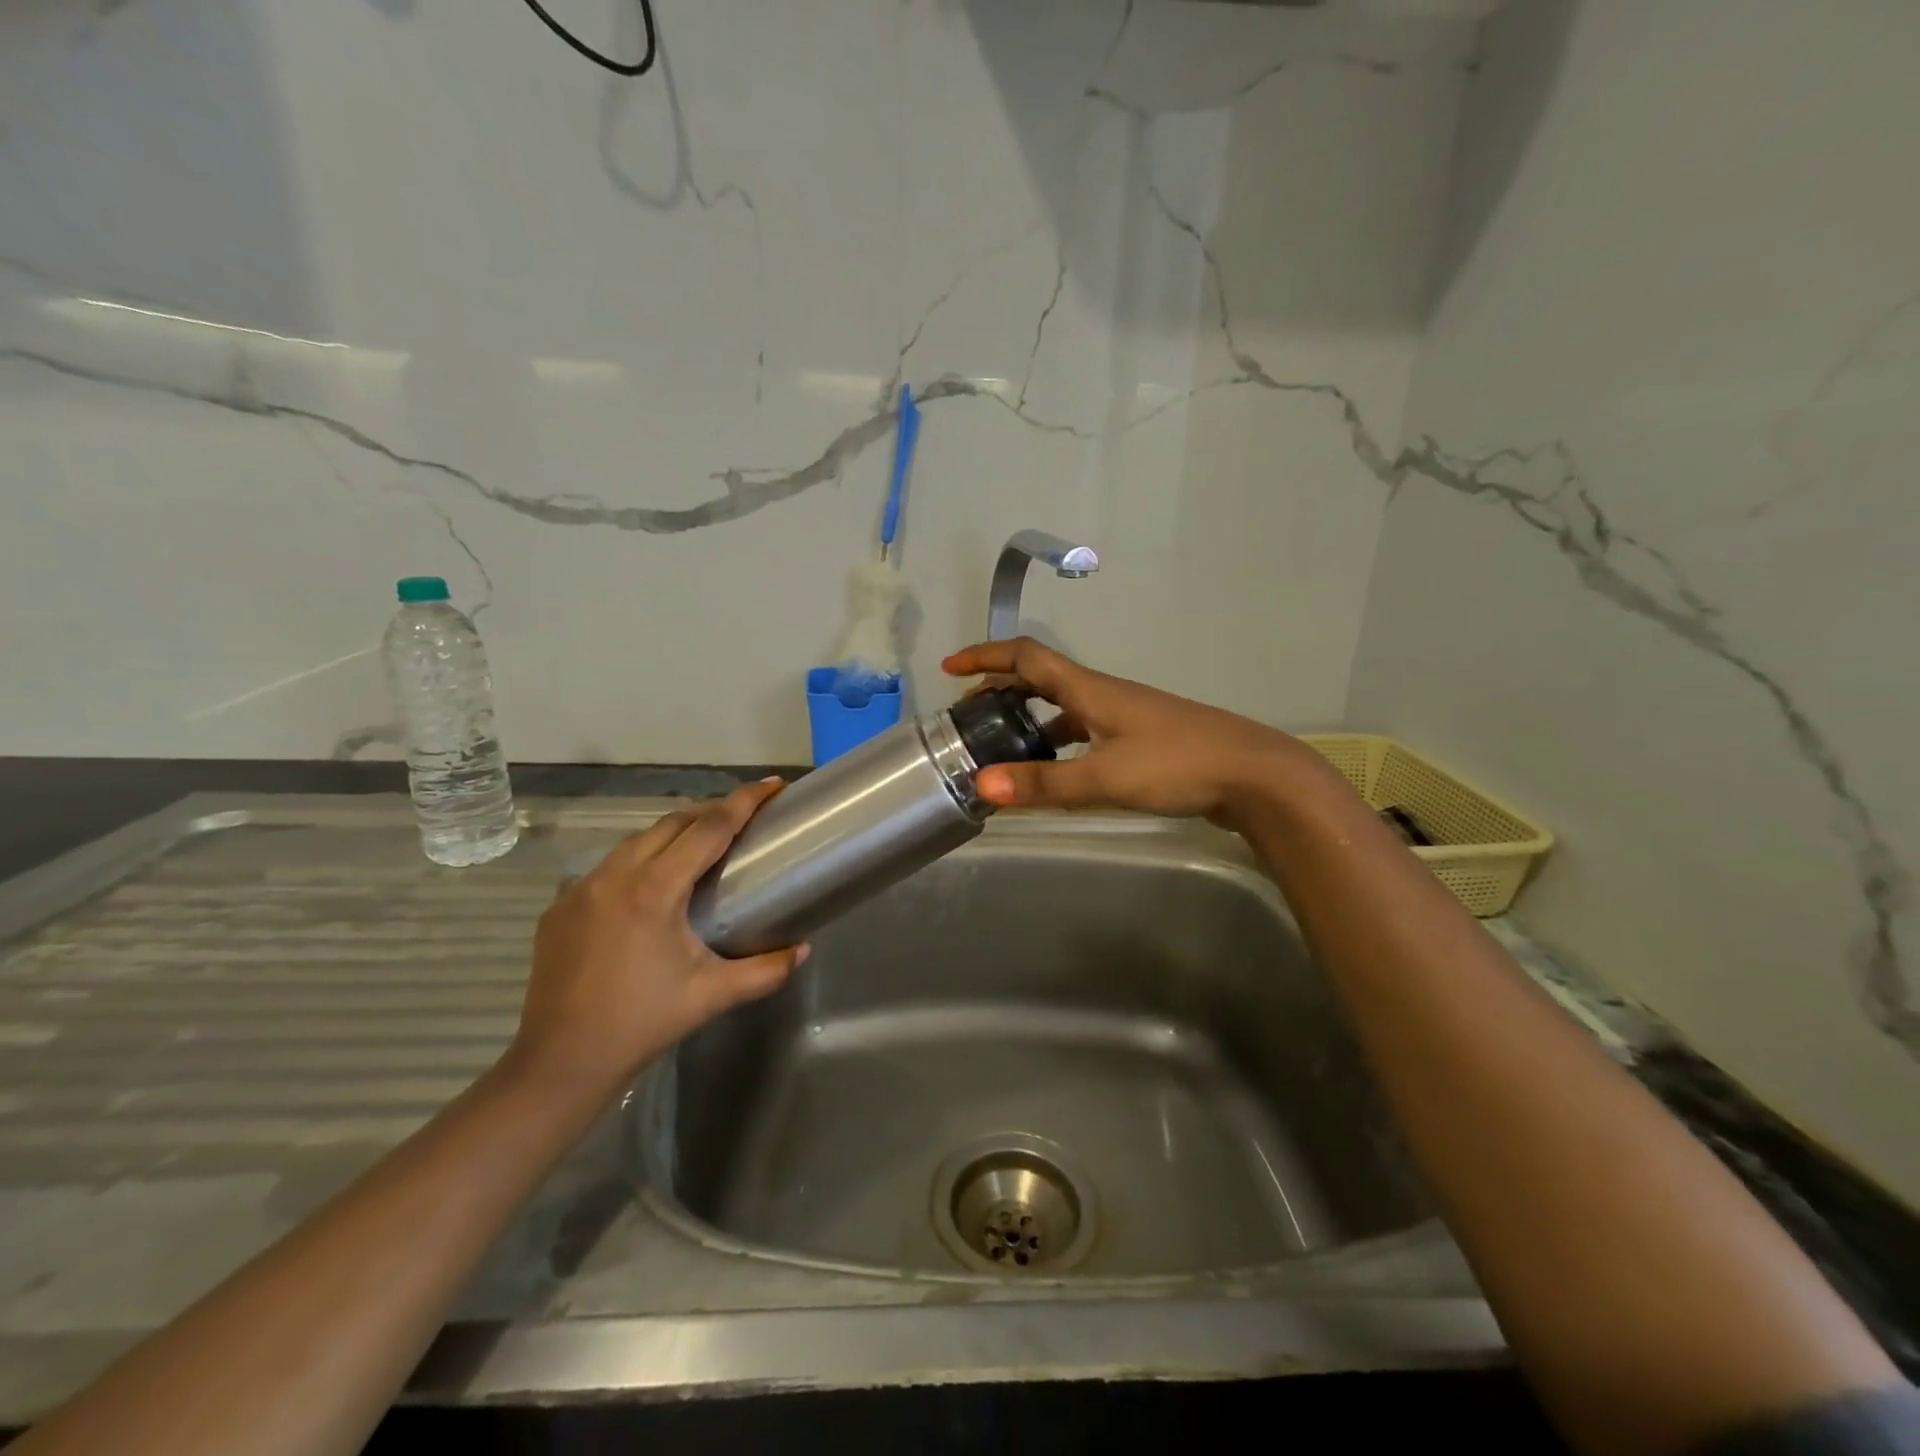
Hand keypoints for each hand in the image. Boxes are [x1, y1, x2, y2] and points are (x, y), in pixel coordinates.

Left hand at [505, 779, 806, 1102]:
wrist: (560, 1062)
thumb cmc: (642, 1023)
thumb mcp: (712, 995)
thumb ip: (766, 970)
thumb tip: (804, 950)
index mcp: (654, 889)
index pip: (709, 828)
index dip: (744, 801)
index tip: (772, 785)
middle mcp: (615, 874)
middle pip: (673, 822)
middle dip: (712, 812)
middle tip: (745, 819)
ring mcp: (581, 888)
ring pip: (638, 840)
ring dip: (675, 834)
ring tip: (702, 848)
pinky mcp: (560, 907)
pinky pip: (609, 866)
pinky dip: (640, 861)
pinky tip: (652, 887)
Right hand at [942, 638, 1332, 822]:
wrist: (1255, 776)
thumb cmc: (1177, 765)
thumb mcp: (1103, 778)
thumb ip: (1042, 784)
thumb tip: (980, 786)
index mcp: (1090, 690)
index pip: (1027, 657)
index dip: (985, 656)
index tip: (950, 667)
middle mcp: (1104, 695)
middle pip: (1042, 678)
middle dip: (1001, 688)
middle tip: (970, 713)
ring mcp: (1126, 717)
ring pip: (1065, 708)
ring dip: (1030, 718)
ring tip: (1003, 744)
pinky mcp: (1143, 741)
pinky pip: (1085, 732)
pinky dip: (1059, 743)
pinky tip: (1057, 771)